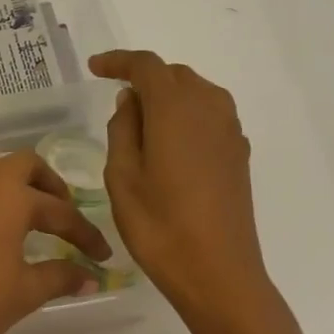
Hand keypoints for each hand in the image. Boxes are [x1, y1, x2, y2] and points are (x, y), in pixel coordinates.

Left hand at [0, 150, 110, 333]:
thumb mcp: (26, 290)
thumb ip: (61, 276)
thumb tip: (91, 277)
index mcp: (12, 195)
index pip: (60, 212)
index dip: (84, 234)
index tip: (101, 256)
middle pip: (22, 165)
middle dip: (47, 186)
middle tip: (60, 216)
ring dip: (0, 180)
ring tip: (14, 208)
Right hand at [90, 51, 274, 318]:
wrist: (218, 272)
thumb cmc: (159, 225)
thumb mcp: (122, 176)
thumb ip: (123, 129)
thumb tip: (131, 101)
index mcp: (175, 109)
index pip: (146, 66)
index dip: (119, 61)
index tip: (95, 67)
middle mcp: (209, 108)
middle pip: (175, 75)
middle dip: (145, 78)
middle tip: (116, 100)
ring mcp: (229, 131)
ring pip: (196, 93)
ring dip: (168, 96)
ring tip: (142, 122)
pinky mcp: (238, 154)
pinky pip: (210, 116)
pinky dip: (186, 116)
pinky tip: (170, 145)